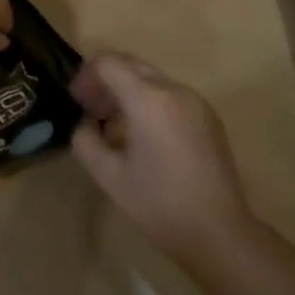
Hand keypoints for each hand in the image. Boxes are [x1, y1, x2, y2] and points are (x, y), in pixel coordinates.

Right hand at [69, 52, 258, 273]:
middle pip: (132, 64)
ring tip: (114, 124)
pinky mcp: (208, 116)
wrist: (217, 231)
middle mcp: (174, 90)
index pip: (110, 62)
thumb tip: (86, 123)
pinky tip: (144, 134)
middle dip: (106, 79)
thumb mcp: (108, 176)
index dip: (86, 75)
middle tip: (90, 108)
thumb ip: (85, 140)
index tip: (77, 101)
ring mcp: (196, 101)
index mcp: (149, 99)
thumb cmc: (158, 204)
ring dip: (127, 89)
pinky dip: (150, 101)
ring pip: (152, 78)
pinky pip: (170, 94)